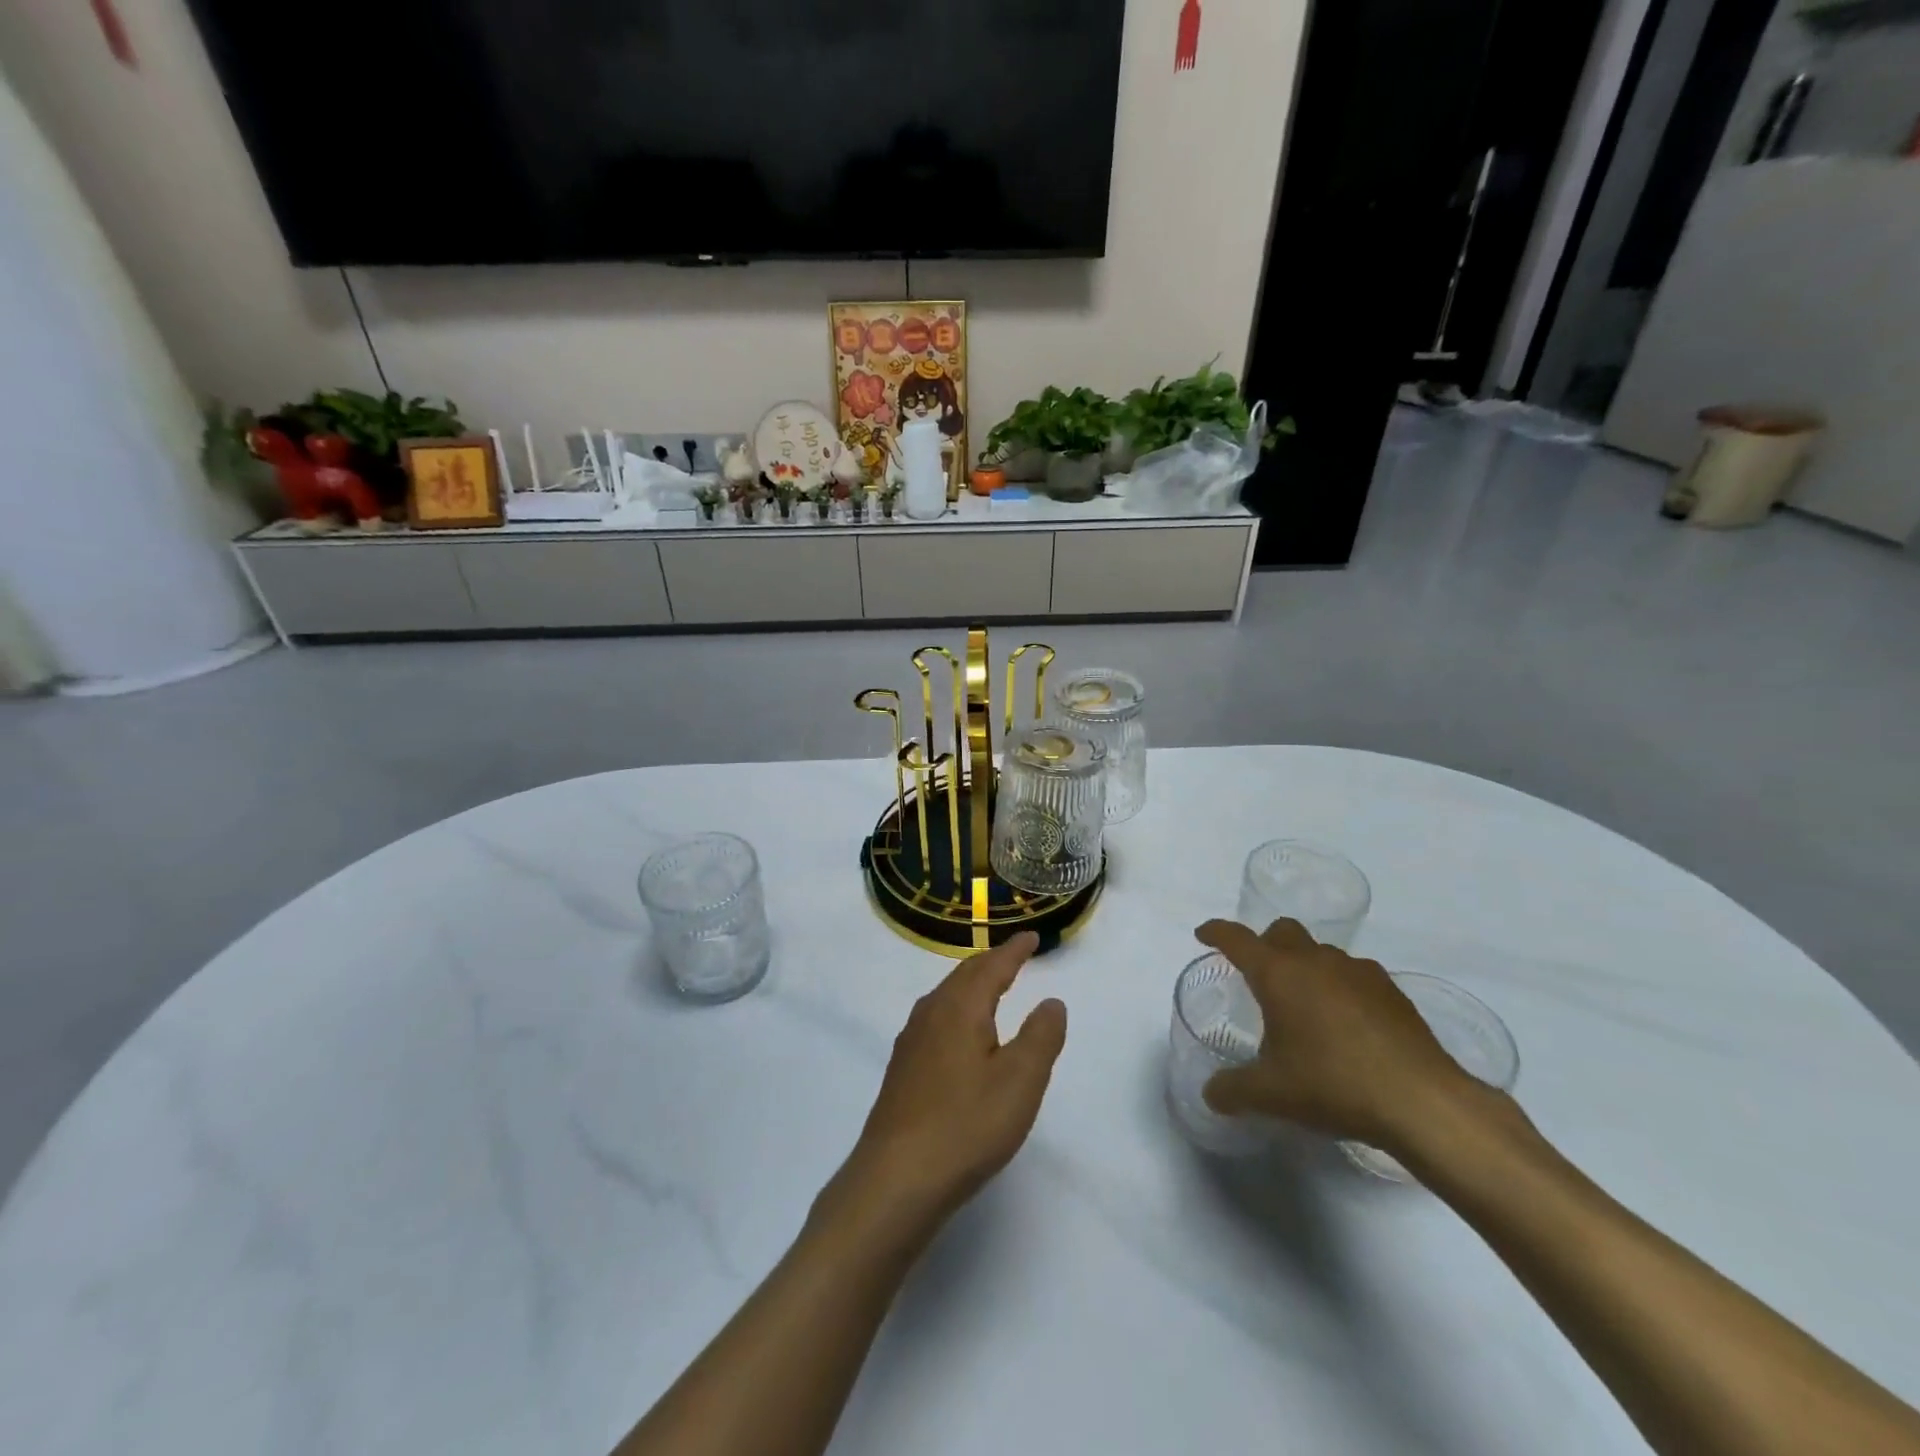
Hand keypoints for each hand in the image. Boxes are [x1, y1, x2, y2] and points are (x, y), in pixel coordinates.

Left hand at [824, 933, 1066, 1242]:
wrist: (895, 1179)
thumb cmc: (966, 1125)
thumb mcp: (1020, 1082)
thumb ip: (1041, 1036)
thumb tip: (1051, 1001)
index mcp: (959, 1008)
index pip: (991, 966)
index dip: (1014, 950)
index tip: (1031, 937)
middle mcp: (931, 1013)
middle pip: (964, 975)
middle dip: (992, 962)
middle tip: (1015, 956)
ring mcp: (911, 1041)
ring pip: (947, 997)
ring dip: (973, 985)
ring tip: (993, 987)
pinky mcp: (903, 1069)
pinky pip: (937, 1020)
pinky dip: (959, 1010)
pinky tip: (962, 1035)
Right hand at [1198, 918, 1482, 1151]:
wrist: (1421, 1101)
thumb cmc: (1333, 1084)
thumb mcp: (1270, 1094)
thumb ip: (1232, 1090)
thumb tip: (1211, 1093)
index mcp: (1278, 974)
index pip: (1237, 939)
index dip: (1216, 933)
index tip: (1204, 934)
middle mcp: (1315, 961)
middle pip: (1282, 931)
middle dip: (1265, 943)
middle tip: (1259, 974)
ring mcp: (1358, 972)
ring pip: (1321, 952)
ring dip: (1306, 966)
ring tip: (1306, 1005)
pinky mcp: (1392, 992)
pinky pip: (1355, 975)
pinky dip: (1341, 988)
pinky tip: (1347, 1024)